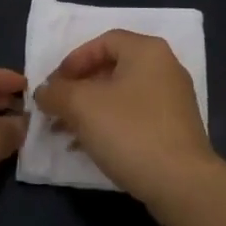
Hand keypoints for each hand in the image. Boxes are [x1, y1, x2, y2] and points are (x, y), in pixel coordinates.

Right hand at [34, 30, 214, 205]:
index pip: (103, 41)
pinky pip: (135, 117)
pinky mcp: (175, 129)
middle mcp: (165, 68)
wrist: (182, 184)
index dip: (74, 59)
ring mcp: (173, 100)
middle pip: (112, 68)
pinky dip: (111, 125)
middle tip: (57, 109)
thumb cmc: (130, 132)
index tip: (54, 85)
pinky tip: (91, 148)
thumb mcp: (82, 106)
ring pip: (122, 95)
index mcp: (147, 51)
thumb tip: (43, 92)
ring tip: (67, 133)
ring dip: (91, 110)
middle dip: (79, 89)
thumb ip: (56, 92)